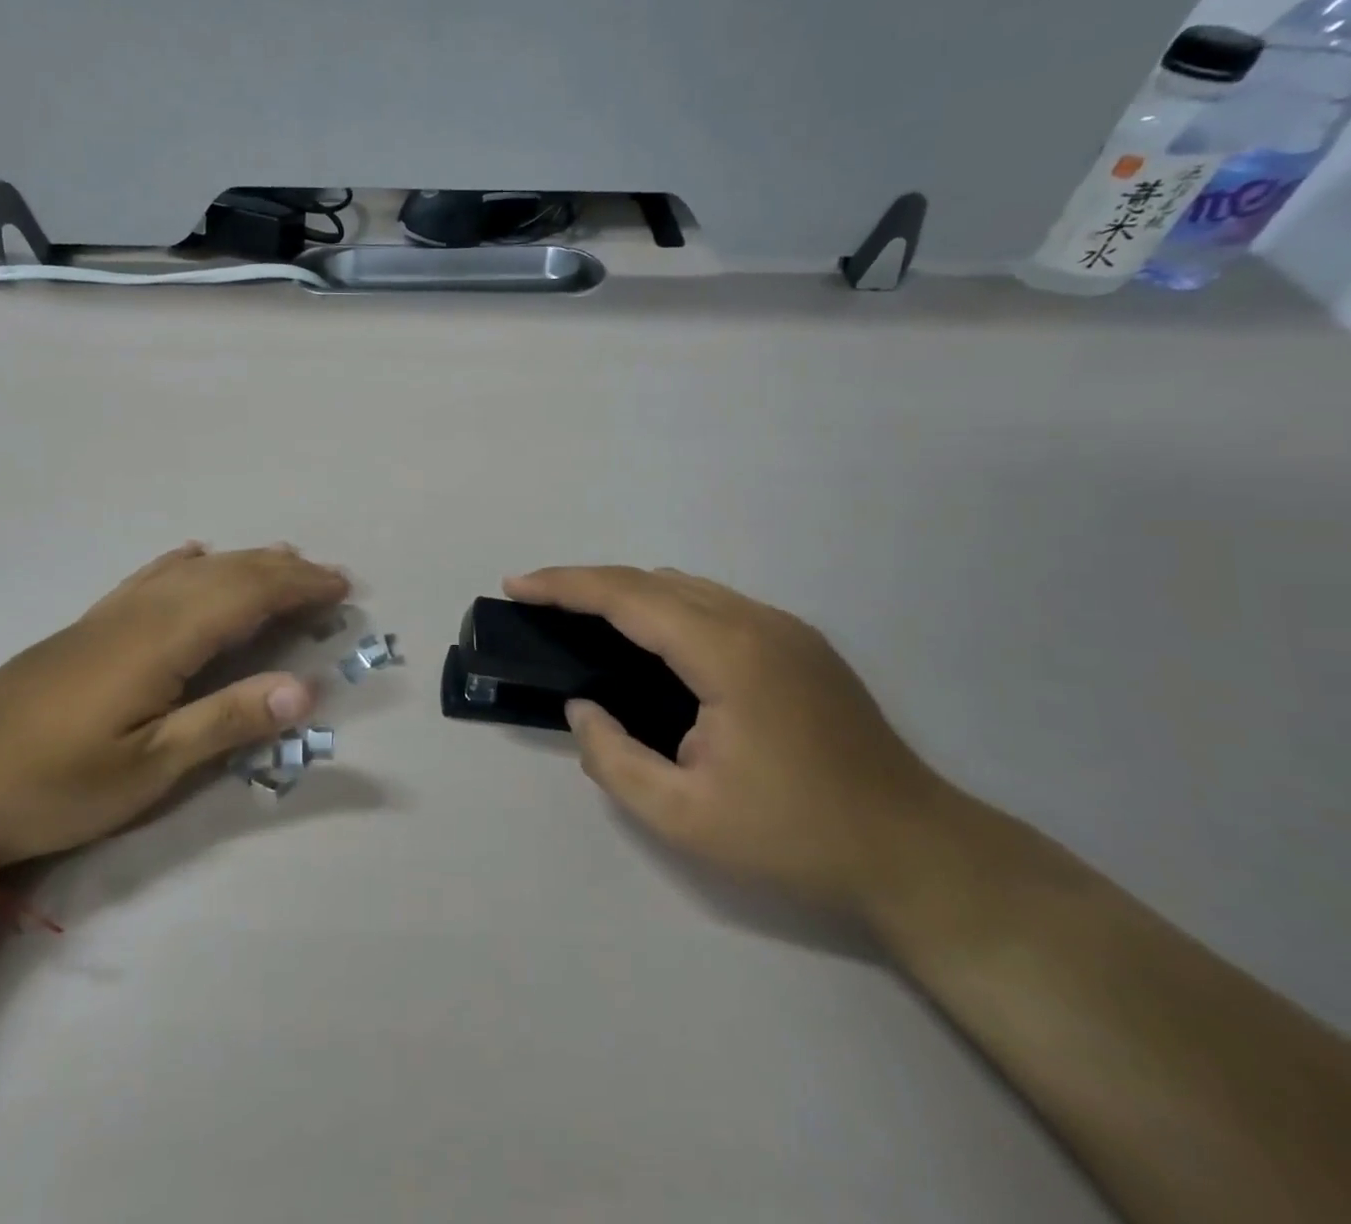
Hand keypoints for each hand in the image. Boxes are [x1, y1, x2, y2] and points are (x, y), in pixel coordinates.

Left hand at [0, 543, 348, 867]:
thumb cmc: (56, 783)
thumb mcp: (148, 767)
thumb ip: (228, 720)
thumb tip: (306, 688)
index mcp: (164, 639)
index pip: (248, 595)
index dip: (299, 586)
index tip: (342, 588)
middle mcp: (144, 610)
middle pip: (226, 573)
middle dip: (283, 570)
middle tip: (328, 577)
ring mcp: (113, 612)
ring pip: (192, 570)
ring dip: (243, 561)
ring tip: (281, 558)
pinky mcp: (91, 624)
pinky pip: (149, 575)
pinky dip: (183, 562)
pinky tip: (192, 555)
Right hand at [503, 565, 955, 918]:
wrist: (917, 854)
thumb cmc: (796, 838)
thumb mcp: (683, 818)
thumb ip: (614, 759)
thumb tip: (583, 708)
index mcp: (729, 654)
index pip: (629, 596)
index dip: (565, 585)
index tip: (516, 584)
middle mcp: (757, 621)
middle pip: (653, 580)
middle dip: (587, 582)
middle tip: (536, 600)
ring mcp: (785, 628)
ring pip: (686, 586)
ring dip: (626, 592)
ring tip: (581, 616)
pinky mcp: (799, 643)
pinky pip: (713, 604)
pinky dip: (664, 606)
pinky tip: (649, 639)